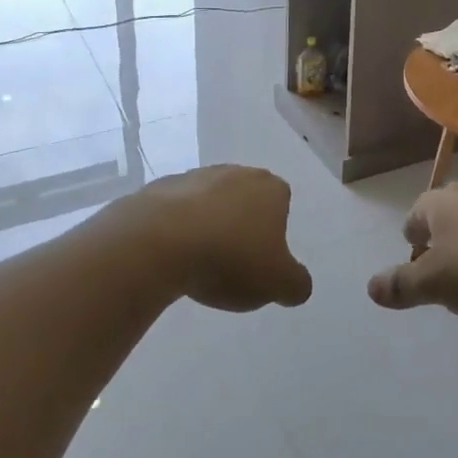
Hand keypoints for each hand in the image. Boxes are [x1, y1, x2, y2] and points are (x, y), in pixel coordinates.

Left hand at [123, 165, 312, 312]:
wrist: (159, 241)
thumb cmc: (230, 258)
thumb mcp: (278, 283)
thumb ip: (297, 284)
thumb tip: (298, 285)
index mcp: (270, 188)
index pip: (281, 203)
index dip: (273, 232)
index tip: (261, 259)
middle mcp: (236, 172)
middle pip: (244, 200)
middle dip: (240, 226)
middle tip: (232, 263)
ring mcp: (196, 176)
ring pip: (210, 203)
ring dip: (207, 226)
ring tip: (198, 264)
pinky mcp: (161, 188)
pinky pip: (176, 210)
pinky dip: (177, 228)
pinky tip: (171, 255)